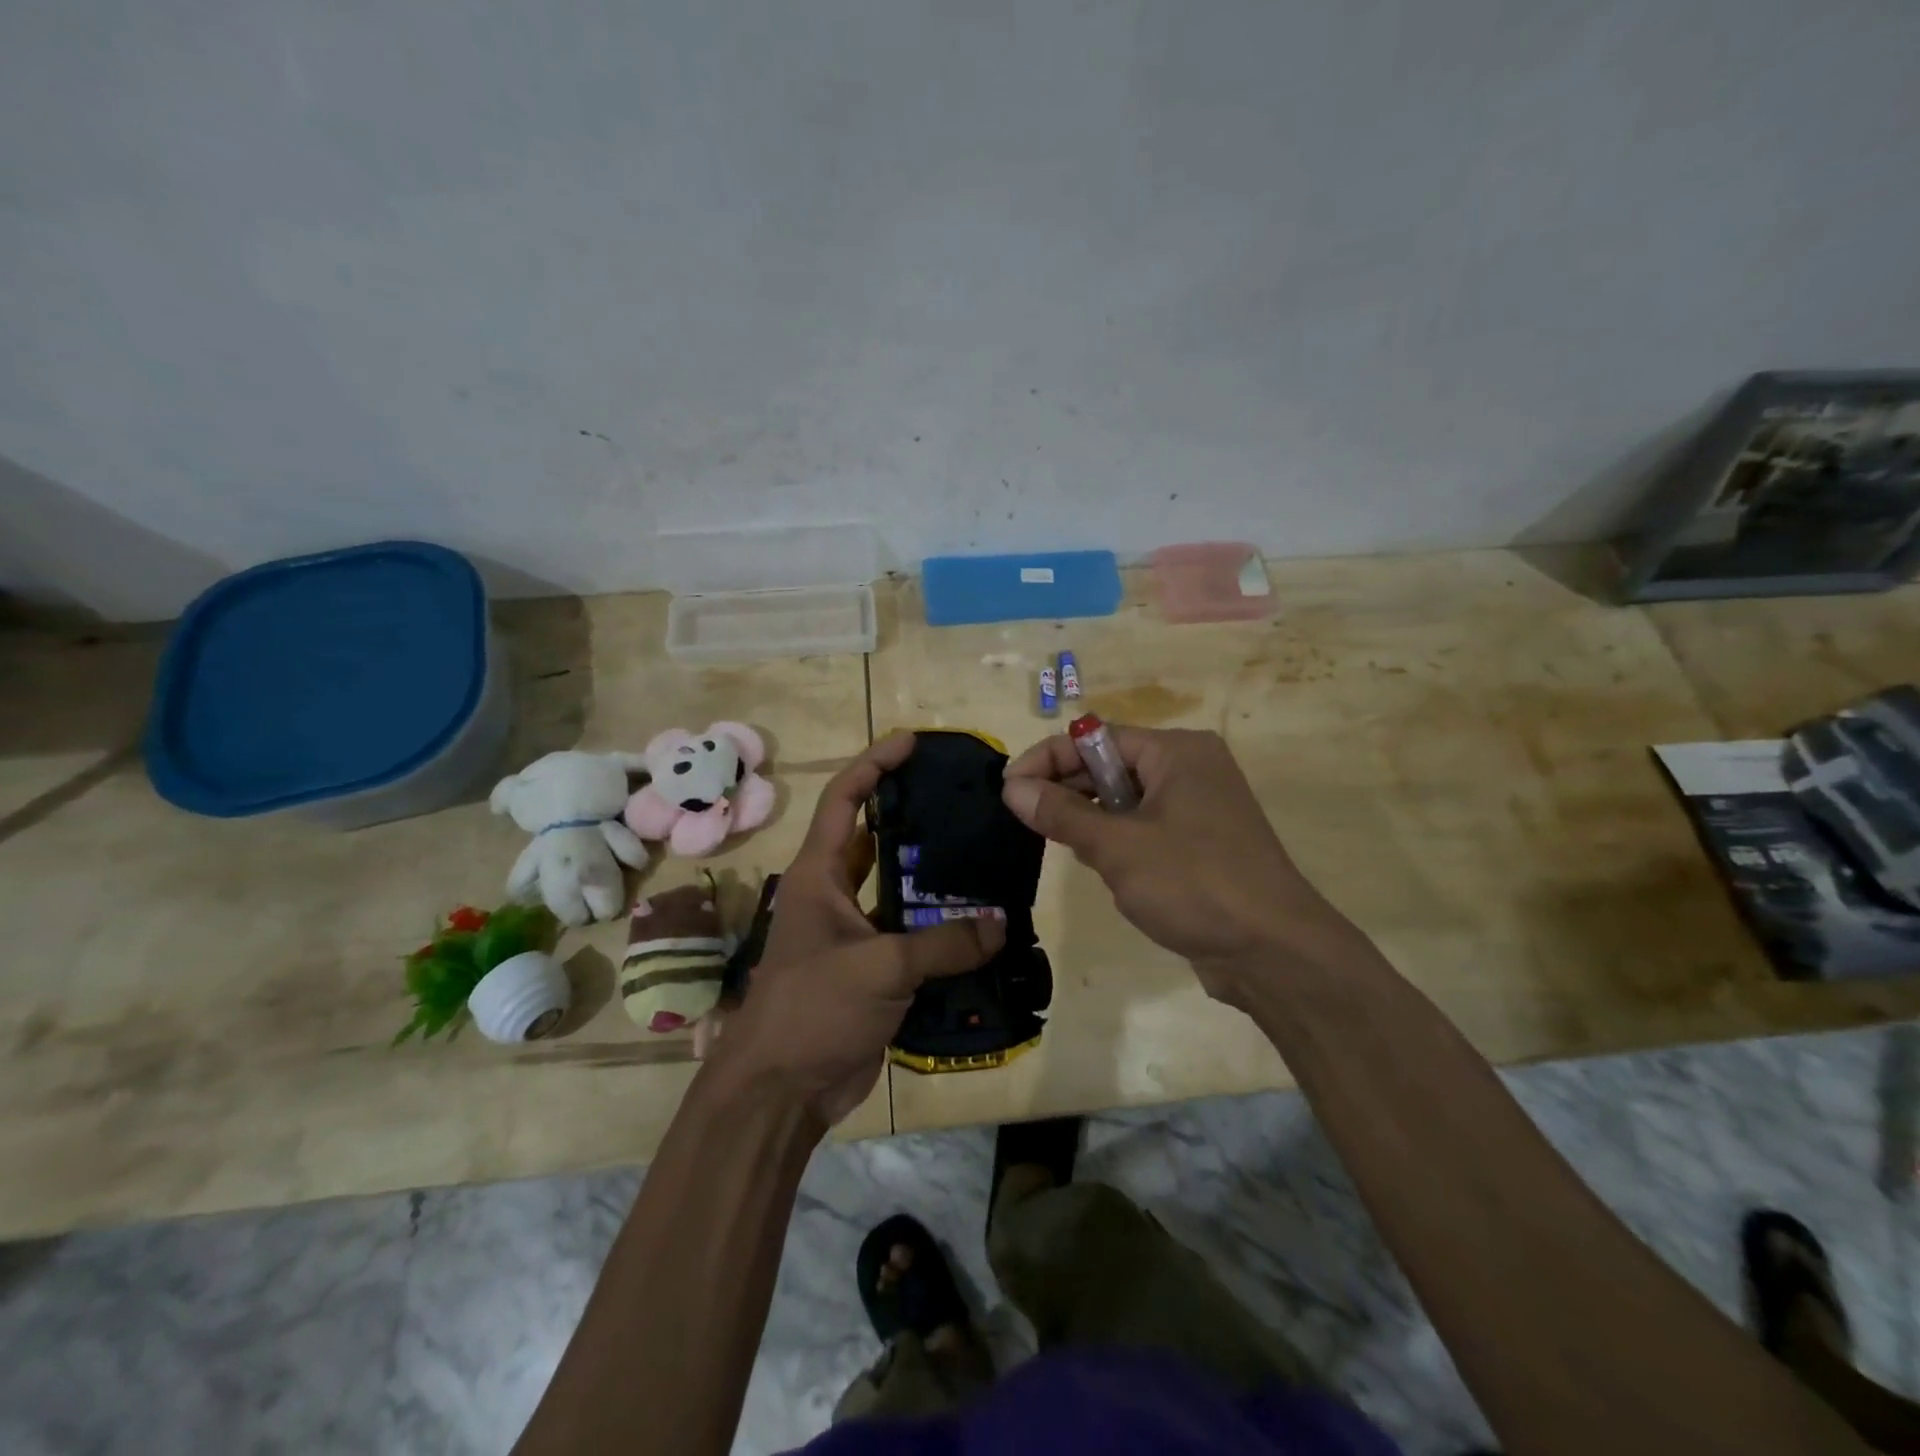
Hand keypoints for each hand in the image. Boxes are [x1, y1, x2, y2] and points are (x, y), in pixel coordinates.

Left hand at [708, 731, 1004, 1126]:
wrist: (781, 1090)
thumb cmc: (812, 1009)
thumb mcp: (879, 967)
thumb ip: (943, 943)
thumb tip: (1001, 923)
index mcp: (818, 874)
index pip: (844, 799)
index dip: (874, 764)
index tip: (912, 743)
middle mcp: (833, 893)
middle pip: (875, 838)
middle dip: (913, 815)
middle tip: (962, 800)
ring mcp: (853, 932)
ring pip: (897, 888)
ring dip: (932, 875)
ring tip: (982, 853)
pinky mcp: (871, 968)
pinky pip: (911, 933)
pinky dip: (940, 926)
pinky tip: (979, 921)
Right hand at [1000, 726, 1372, 1007]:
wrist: (1274, 952)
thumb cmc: (1194, 883)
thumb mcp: (1117, 846)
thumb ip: (1061, 813)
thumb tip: (1012, 788)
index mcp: (1176, 751)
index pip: (1095, 737)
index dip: (1047, 759)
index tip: (1007, 789)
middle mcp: (1190, 768)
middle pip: (1110, 765)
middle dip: (1066, 789)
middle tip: (1022, 818)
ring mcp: (1199, 807)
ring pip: (1124, 799)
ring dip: (1089, 817)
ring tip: (1056, 842)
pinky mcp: (1201, 843)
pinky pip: (1144, 826)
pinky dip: (1116, 839)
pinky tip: (1098, 864)